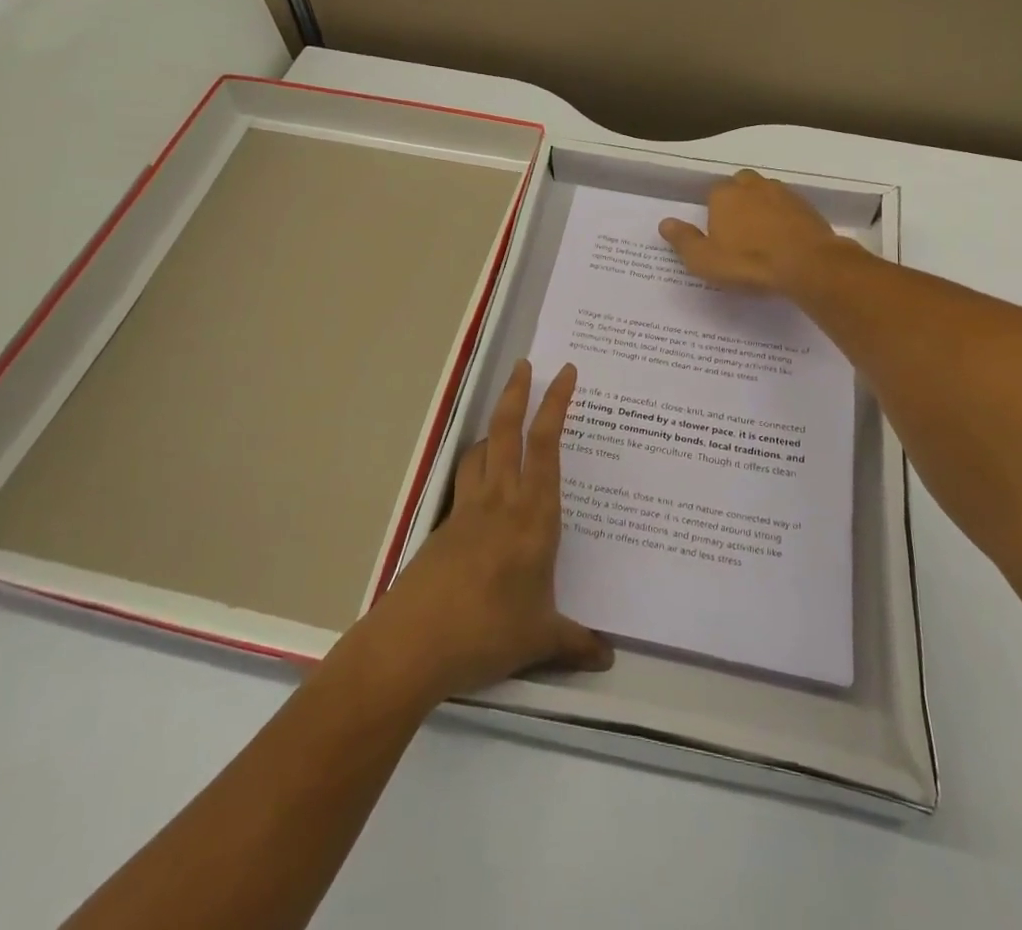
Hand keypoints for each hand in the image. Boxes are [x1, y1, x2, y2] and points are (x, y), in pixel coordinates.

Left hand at [363, 360, 611, 701]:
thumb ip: (575, 643)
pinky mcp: (443, 527)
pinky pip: (465, 483)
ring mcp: (467, 510)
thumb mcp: (541, 639)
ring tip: (506, 423)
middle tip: (524, 365)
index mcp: (533, 514)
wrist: (412, 644)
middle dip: (516, 393)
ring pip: (481, 451)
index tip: (564, 373)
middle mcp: (501, 500)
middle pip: (507, 430)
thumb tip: (608, 657)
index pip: (546, 444)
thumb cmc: (489, 631)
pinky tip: (483, 490)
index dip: (555, 404)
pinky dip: (477, 469)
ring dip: (494, 429)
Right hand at [659, 169, 845, 293]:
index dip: (713, 211)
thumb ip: (683, 240)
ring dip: (762, 208)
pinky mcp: (807, 207)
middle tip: (738, 230)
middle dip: (738, 201)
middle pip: (741, 185)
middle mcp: (753, 186)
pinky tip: (785, 239)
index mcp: (724, 194)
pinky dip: (784, 219)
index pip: (712, 193)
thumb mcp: (704, 260)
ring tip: (762, 236)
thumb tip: (665, 222)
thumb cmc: (748, 262)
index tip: (716, 233)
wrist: (807, 264)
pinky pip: (789, 208)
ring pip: (766, 193)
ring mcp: (783, 193)